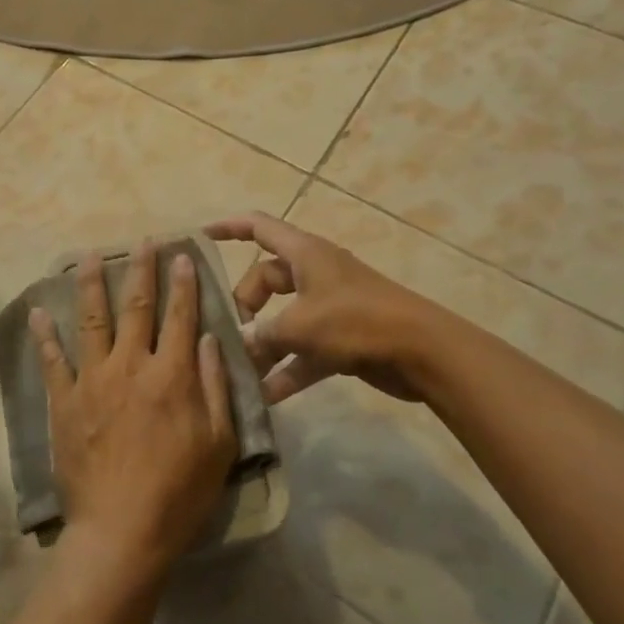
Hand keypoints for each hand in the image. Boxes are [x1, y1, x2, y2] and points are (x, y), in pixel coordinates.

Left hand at [30, 245, 237, 575]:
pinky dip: (45, 336)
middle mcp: (131, 365)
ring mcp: (93, 380)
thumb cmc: (179, 492)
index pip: (180, 316)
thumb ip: (215, 386)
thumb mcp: (219, 443)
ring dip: (91, 285)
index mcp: (172, 375)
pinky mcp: (65, 401)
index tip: (181, 255)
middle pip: (137, 307)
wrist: (122, 531)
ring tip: (89, 257)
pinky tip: (38, 313)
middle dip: (142, 270)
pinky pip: (53, 361)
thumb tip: (209, 338)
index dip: (183, 284)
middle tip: (143, 242)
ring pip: (92, 320)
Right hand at [205, 212, 432, 403]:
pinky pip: (304, 350)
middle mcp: (314, 274)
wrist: (422, 352)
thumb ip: (263, 334)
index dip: (229, 227)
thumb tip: (240, 345)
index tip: (201, 237)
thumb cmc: (357, 321)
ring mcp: (329, 306)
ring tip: (240, 370)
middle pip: (266, 279)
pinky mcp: (342, 338)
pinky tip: (267, 396)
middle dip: (245, 305)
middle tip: (230, 332)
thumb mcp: (301, 325)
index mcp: (304, 253)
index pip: (259, 227)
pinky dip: (288, 368)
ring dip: (264, 343)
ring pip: (284, 318)